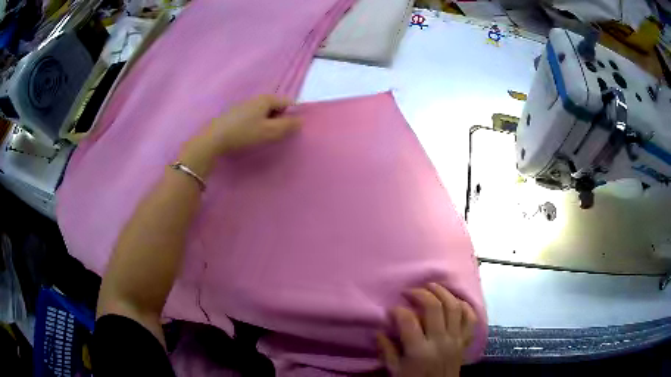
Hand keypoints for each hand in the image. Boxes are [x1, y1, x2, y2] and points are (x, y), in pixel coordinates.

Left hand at [179, 94, 299, 176]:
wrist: (214, 139)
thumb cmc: (244, 133)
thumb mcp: (269, 131)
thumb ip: (287, 126)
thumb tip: (301, 121)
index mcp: (266, 99)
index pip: (288, 102)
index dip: (293, 114)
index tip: (291, 129)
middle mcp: (256, 98)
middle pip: (276, 106)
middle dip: (280, 119)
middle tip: (277, 134)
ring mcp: (244, 105)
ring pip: (264, 112)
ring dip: (268, 122)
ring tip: (263, 136)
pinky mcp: (235, 113)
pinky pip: (253, 116)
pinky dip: (257, 123)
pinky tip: (250, 134)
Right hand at [377, 283, 476, 376]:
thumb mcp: (395, 370)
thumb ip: (387, 351)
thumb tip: (379, 331)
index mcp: (419, 350)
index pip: (408, 320)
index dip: (398, 310)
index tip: (392, 309)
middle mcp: (440, 341)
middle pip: (434, 307)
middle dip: (421, 293)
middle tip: (410, 290)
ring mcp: (456, 339)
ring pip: (454, 307)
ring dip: (443, 292)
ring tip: (432, 287)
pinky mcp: (465, 340)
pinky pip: (470, 318)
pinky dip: (464, 306)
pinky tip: (454, 301)